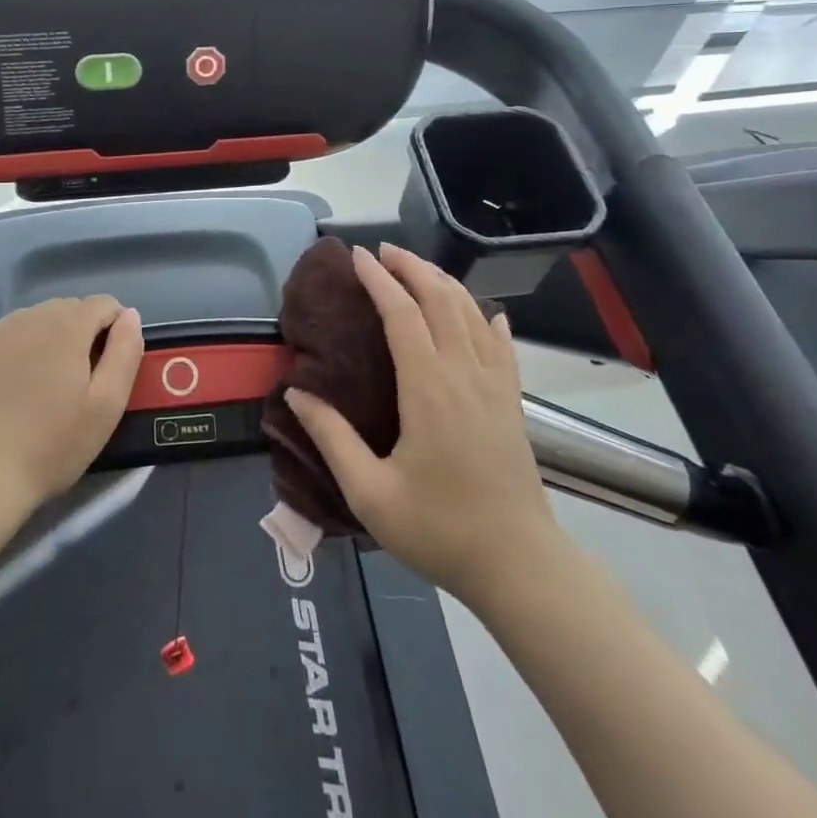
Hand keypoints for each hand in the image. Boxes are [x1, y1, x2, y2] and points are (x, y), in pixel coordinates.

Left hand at [0, 296, 143, 520]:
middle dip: (79, 335)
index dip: (115, 328)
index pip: (104, 304)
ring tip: (40, 387)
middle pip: (66, 310)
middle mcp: (29, 316)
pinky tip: (3, 389)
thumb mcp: (106, 406)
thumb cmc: (50, 446)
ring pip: (30, 322)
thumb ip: (125, 352)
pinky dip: (7, 353)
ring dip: (43, 341)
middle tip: (77, 381)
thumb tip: (130, 316)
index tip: (112, 364)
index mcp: (67, 325)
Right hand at [286, 245, 558, 604]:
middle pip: (441, 298)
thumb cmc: (440, 530)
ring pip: (471, 312)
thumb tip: (296, 391)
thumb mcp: (370, 493)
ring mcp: (495, 384)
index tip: (357, 256)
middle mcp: (464, 372)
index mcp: (428, 388)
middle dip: (411, 267)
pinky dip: (487, 317)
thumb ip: (330, 438)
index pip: (402, 313)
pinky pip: (502, 343)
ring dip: (444, 282)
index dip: (379, 279)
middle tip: (383, 251)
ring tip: (417, 269)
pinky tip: (483, 312)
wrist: (519, 566)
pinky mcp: (512, 401)